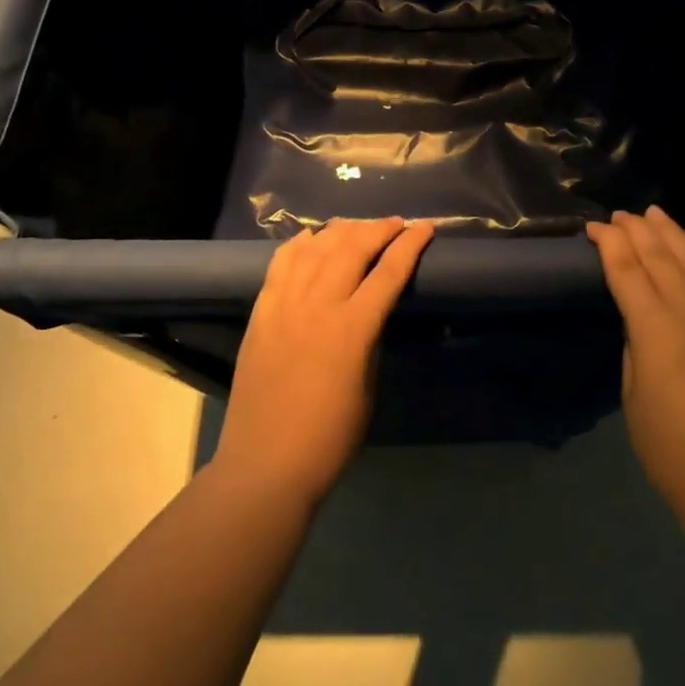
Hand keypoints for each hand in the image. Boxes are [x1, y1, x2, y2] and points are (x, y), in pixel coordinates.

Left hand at [215, 217, 434, 504]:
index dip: (410, 245)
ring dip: (340, 231)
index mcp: (353, 328)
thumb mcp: (367, 387)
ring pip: (315, 249)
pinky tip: (310, 237)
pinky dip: (298, 245)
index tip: (425, 227)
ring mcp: (284, 305)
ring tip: (357, 226)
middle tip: (395, 223)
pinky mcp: (260, 313)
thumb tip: (370, 311)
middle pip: (351, 249)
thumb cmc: (330, 436)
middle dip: (378, 229)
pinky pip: (280, 265)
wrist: (266, 462)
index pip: (388, 272)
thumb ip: (369, 340)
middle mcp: (318, 305)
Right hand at [587, 207, 684, 516]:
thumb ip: (636, 343)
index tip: (593, 228)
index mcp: (656, 327)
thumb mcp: (632, 390)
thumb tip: (642, 319)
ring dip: (671, 233)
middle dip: (637, 230)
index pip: (627, 270)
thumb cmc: (667, 443)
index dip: (609, 244)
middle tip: (618, 214)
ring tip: (654, 212)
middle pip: (660, 256)